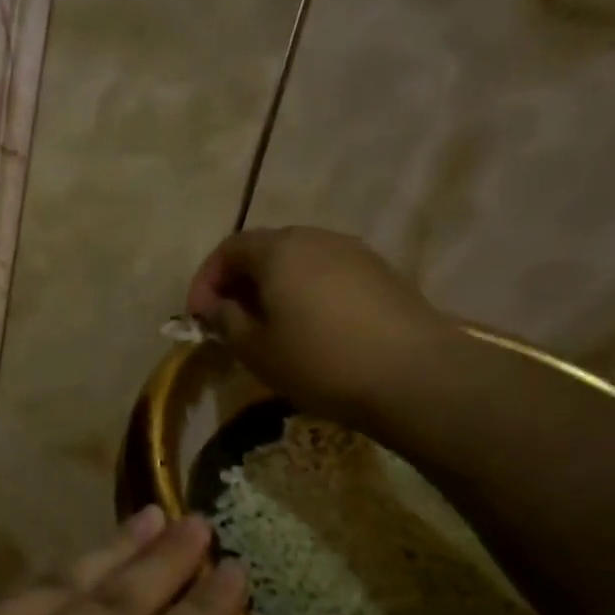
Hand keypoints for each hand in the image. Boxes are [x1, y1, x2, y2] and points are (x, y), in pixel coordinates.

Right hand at [185, 227, 453, 424]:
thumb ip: (227, 321)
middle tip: (231, 322)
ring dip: (276, 290)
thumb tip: (218, 306)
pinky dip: (309, 296)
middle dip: (241, 283)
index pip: (229, 248)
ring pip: (301, 263)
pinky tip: (314, 332)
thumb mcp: (257, 349)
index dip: (206, 280)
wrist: (415, 376)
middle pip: (266, 250)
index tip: (198, 317)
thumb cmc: (321, 362)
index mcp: (280, 249)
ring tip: (271, 330)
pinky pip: (330, 277)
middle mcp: (317, 238)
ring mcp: (356, 253)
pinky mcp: (384, 275)